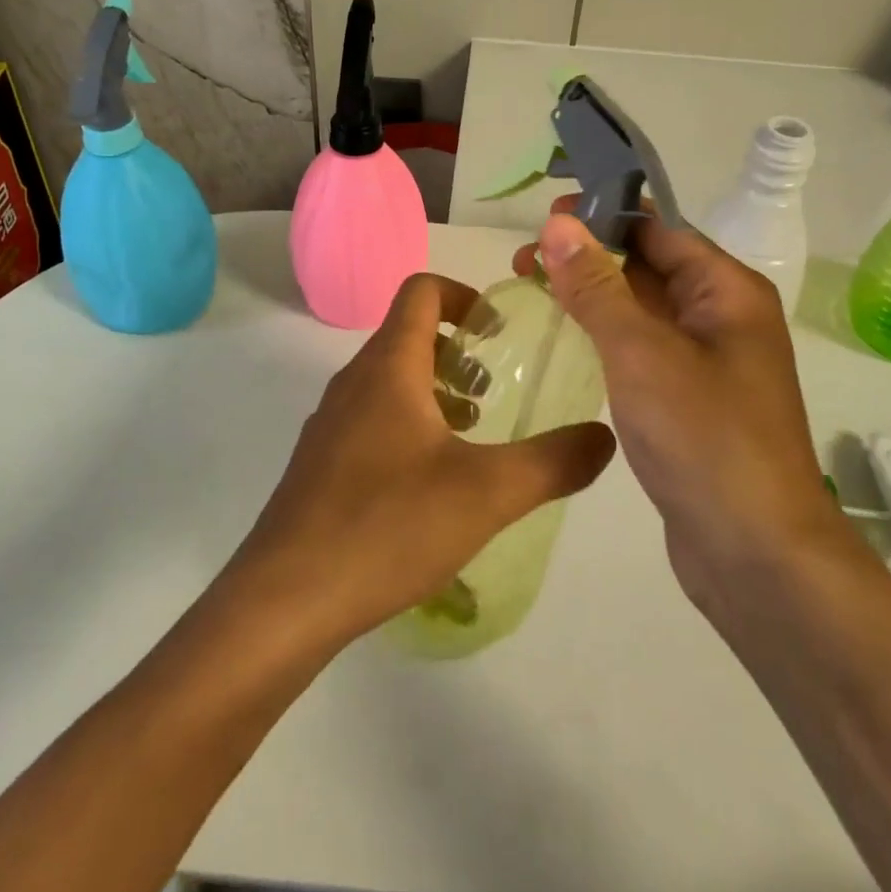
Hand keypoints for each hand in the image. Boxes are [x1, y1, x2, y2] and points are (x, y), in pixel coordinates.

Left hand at [229, 273, 614, 648]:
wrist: (285, 600)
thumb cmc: (387, 526)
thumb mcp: (487, 493)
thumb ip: (554, 462)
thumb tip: (604, 436)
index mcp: (389, 366)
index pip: (422, 291)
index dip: (465, 296)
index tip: (500, 333)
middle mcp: (354, 382)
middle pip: (408, 334)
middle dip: (459, 352)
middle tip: (496, 392)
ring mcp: (331, 423)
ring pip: (390, 381)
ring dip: (435, 391)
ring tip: (473, 437)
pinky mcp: (321, 464)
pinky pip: (372, 419)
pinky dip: (409, 426)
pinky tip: (433, 484)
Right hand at [513, 201, 845, 607]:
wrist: (756, 554)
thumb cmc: (703, 437)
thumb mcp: (641, 352)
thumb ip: (598, 286)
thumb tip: (559, 223)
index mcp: (726, 291)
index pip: (658, 229)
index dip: (601, 215)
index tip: (543, 218)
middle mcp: (722, 317)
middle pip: (648, 265)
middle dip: (588, 255)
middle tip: (523, 260)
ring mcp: (706, 361)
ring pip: (642, 308)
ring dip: (592, 294)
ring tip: (533, 288)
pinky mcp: (689, 399)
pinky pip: (642, 348)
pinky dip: (605, 334)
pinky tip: (568, 337)